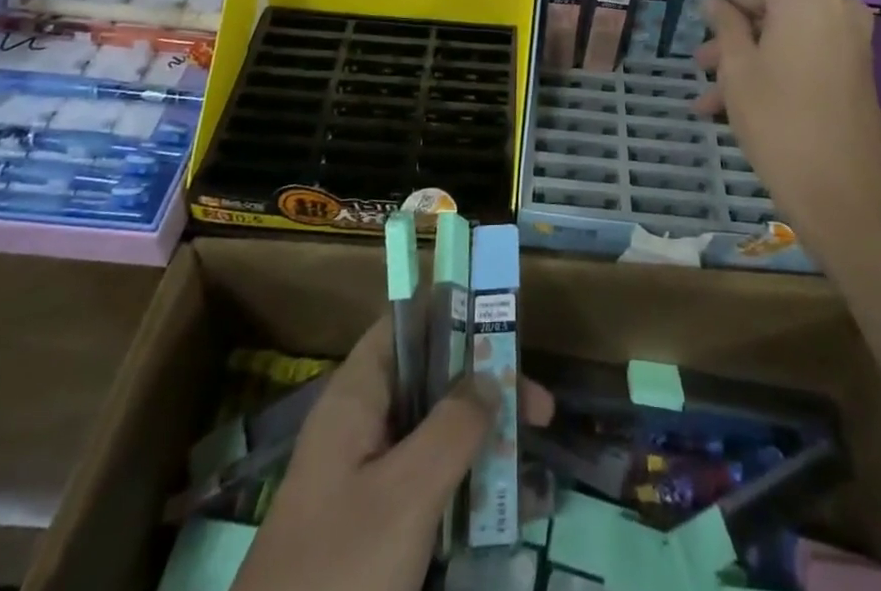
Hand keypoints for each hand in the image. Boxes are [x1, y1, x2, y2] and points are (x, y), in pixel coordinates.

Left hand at [233, 316, 552, 590]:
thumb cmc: (339, 571)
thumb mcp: (405, 496)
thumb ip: (452, 428)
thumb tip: (489, 377)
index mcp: (356, 397)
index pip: (406, 326)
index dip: (453, 315)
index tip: (506, 325)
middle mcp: (360, 425)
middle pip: (430, 382)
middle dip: (485, 390)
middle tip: (541, 413)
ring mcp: (365, 479)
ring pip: (434, 438)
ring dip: (483, 445)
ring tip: (536, 469)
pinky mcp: (373, 527)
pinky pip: (429, 489)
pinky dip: (467, 492)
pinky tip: (509, 516)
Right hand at [695, 0, 880, 258]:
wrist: (842, 191)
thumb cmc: (778, 119)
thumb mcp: (737, 68)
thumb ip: (724, 24)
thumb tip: (714, 2)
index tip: (696, 1)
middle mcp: (833, 6)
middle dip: (733, 22)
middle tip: (699, 48)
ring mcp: (847, 38)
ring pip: (785, 29)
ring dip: (747, 50)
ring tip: (707, 86)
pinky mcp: (852, 67)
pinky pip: (804, 50)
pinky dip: (772, 64)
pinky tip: (731, 102)